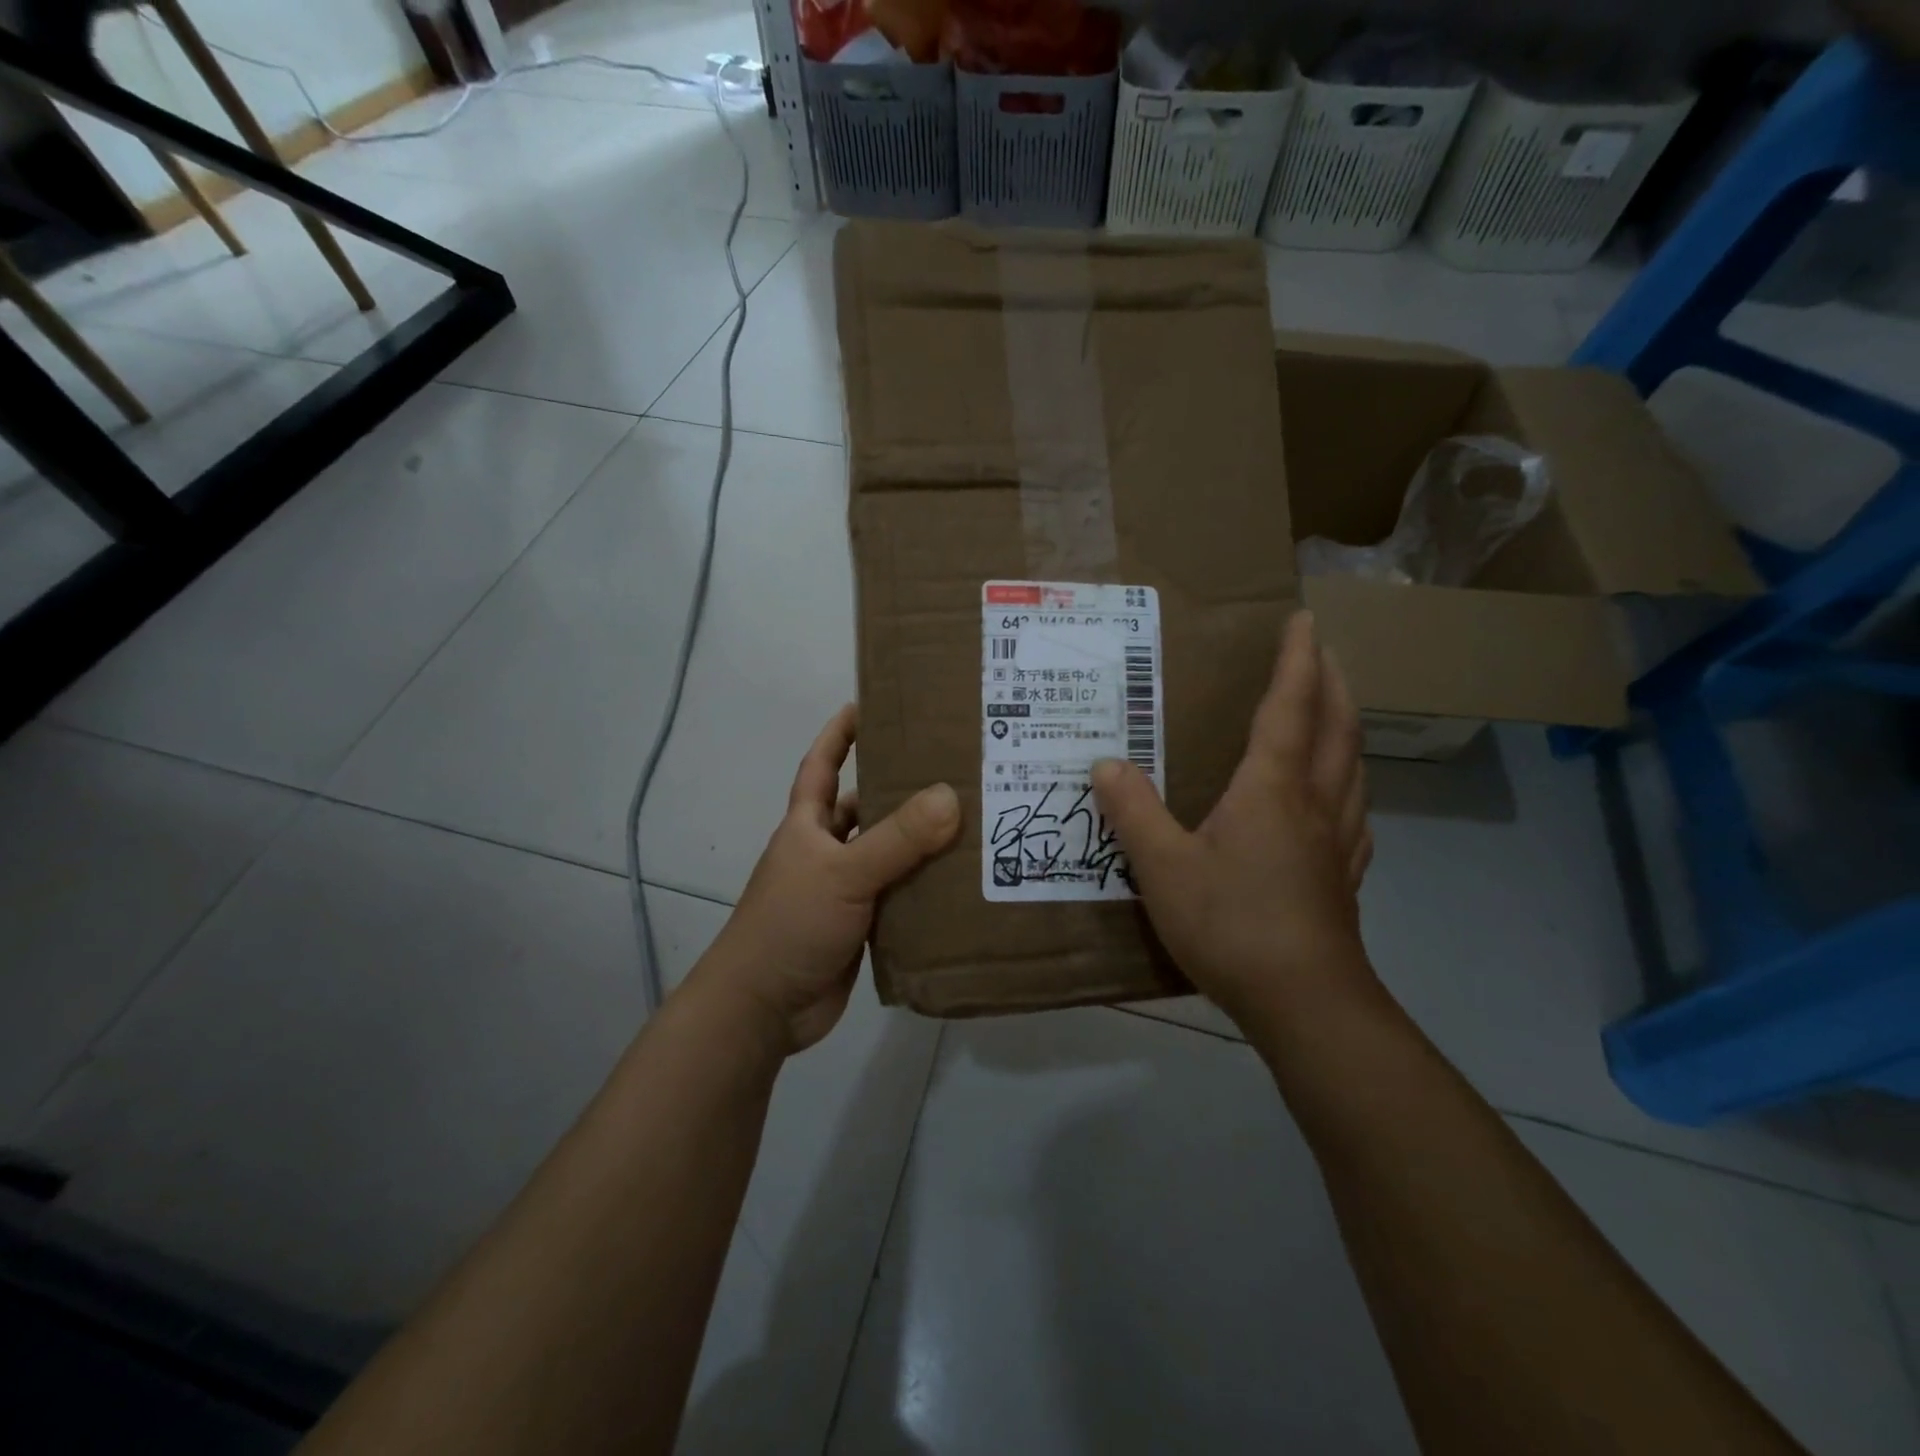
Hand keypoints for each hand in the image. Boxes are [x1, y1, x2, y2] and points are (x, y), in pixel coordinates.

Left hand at [696, 704, 959, 1054]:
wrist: (763, 1008)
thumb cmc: (790, 925)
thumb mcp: (843, 873)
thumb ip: (897, 839)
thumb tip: (950, 796)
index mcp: (808, 826)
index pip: (822, 765)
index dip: (840, 734)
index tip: (868, 705)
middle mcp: (825, 851)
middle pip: (864, 808)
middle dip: (898, 789)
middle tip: (951, 769)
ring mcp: (843, 891)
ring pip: (886, 855)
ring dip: (919, 842)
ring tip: (970, 821)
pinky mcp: (861, 927)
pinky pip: (898, 897)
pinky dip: (923, 889)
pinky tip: (960, 881)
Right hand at [1092, 611, 1375, 1029]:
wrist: (1305, 1003)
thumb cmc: (1231, 924)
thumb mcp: (1163, 866)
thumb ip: (1133, 812)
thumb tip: (1104, 764)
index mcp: (1272, 788)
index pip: (1290, 706)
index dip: (1297, 659)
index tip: (1304, 619)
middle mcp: (1314, 802)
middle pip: (1336, 726)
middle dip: (1332, 681)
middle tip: (1323, 652)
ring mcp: (1337, 840)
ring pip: (1353, 765)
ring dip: (1346, 726)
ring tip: (1334, 710)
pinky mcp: (1344, 876)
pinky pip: (1355, 810)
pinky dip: (1350, 782)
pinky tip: (1341, 799)